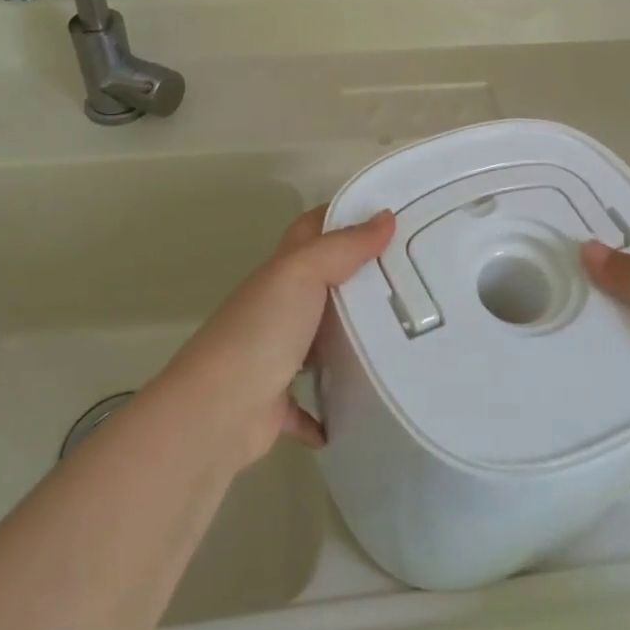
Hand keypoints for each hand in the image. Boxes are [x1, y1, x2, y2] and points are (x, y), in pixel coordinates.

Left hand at [152, 206, 393, 464]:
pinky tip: (360, 410)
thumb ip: (344, 247)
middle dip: (360, 280)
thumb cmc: (260, 332)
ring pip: (319, 343)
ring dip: (349, 341)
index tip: (390, 217)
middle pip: (322, 286)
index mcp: (280, 274)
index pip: (311, 231)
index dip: (343, 217)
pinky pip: (311, 406)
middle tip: (413, 277)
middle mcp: (276, 311)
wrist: (216, 413)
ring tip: (400, 338)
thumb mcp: (302, 274)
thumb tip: (387, 218)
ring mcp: (275, 357)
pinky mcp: (278, 404)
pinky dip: (331, 409)